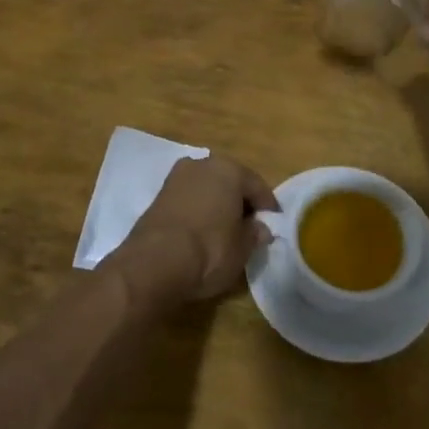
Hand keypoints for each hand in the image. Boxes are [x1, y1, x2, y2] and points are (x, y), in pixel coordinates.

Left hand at [109, 154, 279, 314]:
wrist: (154, 263)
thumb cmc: (210, 250)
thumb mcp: (242, 248)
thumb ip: (254, 234)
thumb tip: (260, 229)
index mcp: (229, 169)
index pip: (257, 186)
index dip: (268, 206)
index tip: (274, 223)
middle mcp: (202, 164)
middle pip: (229, 182)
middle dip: (240, 201)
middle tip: (250, 225)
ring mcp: (176, 178)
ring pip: (206, 189)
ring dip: (216, 204)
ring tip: (224, 230)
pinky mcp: (157, 196)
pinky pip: (188, 200)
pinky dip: (197, 211)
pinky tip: (201, 231)